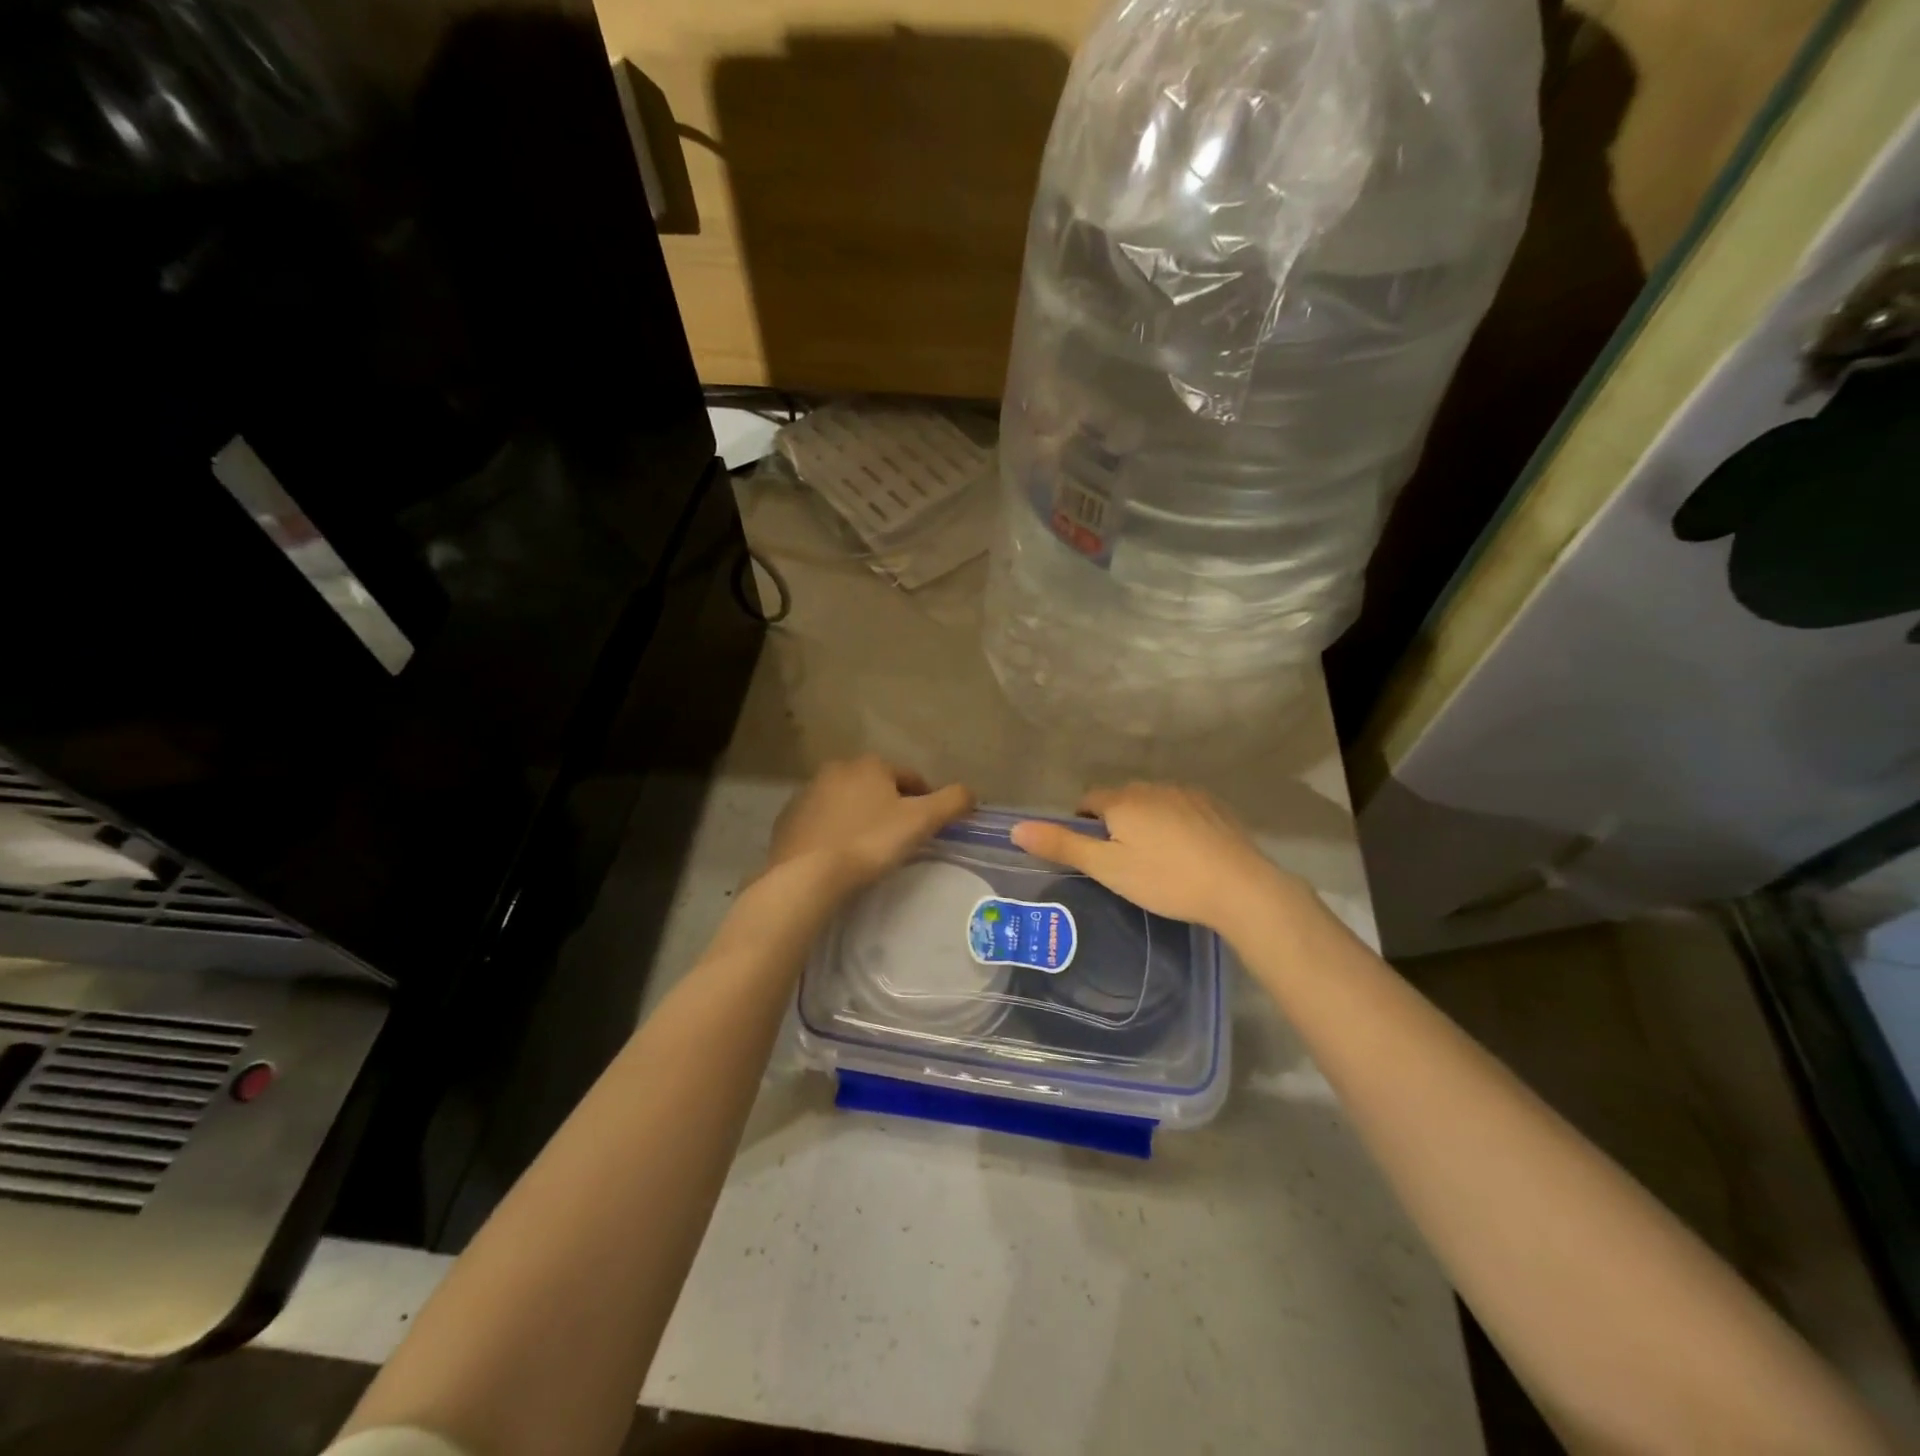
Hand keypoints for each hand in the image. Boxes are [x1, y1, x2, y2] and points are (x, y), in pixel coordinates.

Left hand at [766, 756, 974, 896]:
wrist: (807, 875)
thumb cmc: (870, 842)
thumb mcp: (922, 821)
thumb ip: (952, 802)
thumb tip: (971, 792)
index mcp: (870, 764)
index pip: (910, 777)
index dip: (925, 799)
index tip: (930, 825)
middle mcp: (837, 769)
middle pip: (876, 787)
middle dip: (890, 806)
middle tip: (901, 838)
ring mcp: (807, 793)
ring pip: (847, 802)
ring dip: (860, 817)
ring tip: (870, 849)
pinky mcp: (788, 820)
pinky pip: (822, 821)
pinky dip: (834, 832)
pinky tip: (840, 855)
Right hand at [1010, 782, 1307, 937]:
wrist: (1239, 888)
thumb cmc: (1165, 879)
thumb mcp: (1107, 868)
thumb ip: (1062, 845)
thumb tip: (1016, 827)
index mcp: (1122, 800)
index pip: (1088, 800)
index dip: (1082, 824)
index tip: (1091, 854)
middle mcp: (1153, 787)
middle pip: (1120, 800)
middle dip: (1114, 823)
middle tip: (1121, 862)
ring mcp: (1187, 794)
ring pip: (1152, 803)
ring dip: (1146, 822)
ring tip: (1155, 861)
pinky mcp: (1214, 807)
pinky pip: (1181, 809)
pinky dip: (1175, 825)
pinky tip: (1186, 854)